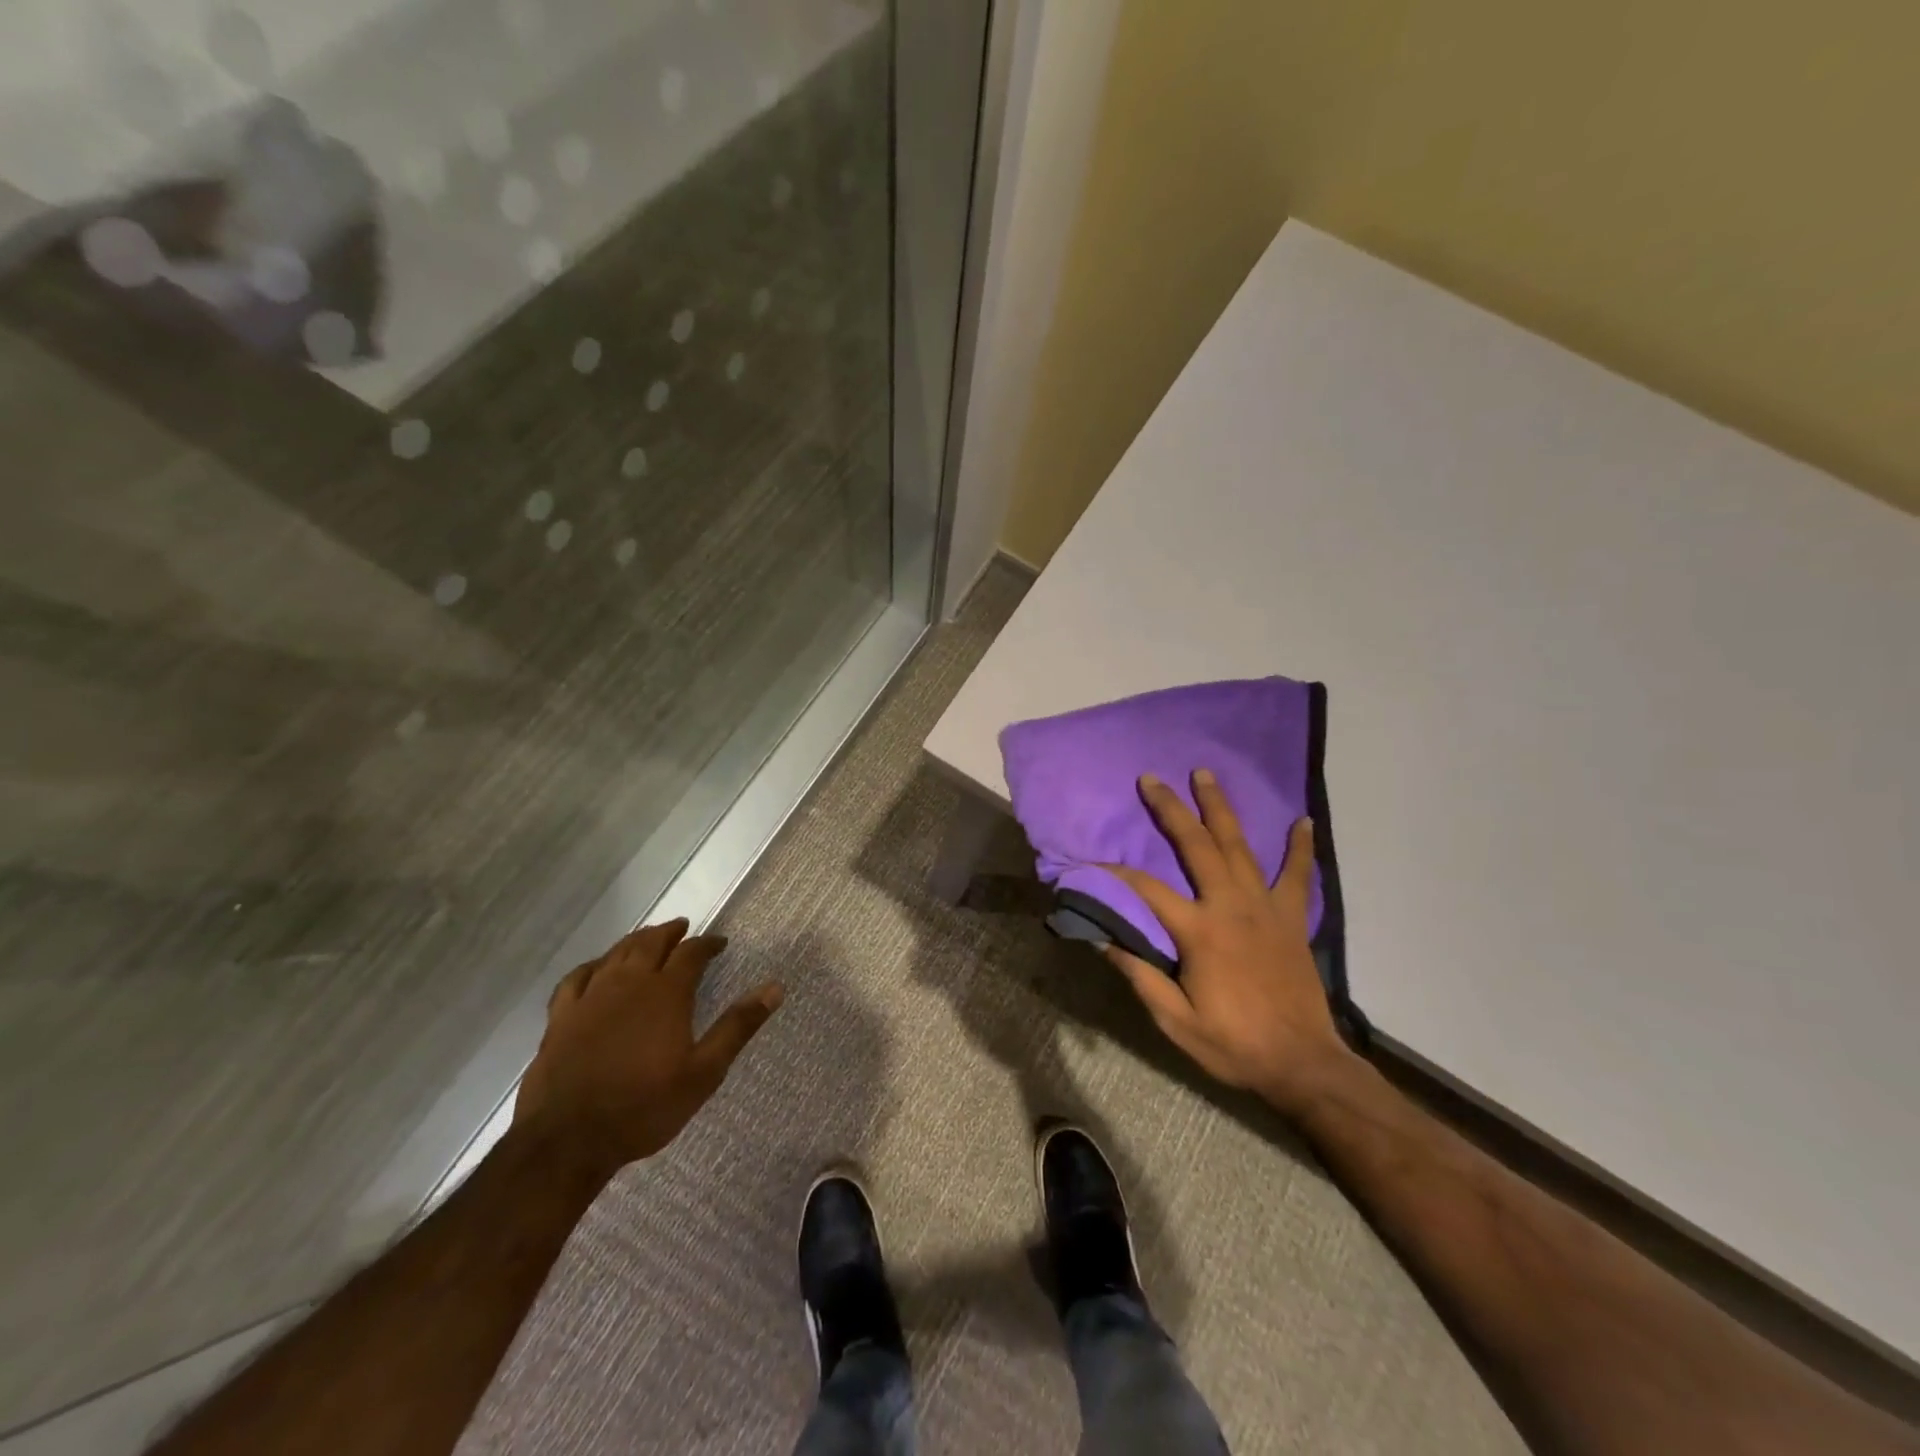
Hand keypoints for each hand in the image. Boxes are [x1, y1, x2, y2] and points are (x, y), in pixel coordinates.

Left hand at [513, 919, 782, 1175]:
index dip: (707, 943)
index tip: (720, 943)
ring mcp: (591, 997)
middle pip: (650, 943)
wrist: (568, 1141)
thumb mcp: (704, 1072)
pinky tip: (597, 968)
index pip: (691, 953)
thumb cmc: (644, 1107)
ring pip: (615, 954)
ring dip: (636, 941)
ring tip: (648, 939)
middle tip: (683, 928)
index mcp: (666, 993)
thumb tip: (775, 988)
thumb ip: (738, 1026)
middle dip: (670, 933)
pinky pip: (577, 977)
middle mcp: (629, 983)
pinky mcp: (561, 1017)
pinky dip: (592, 965)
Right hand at [1103, 771, 1354, 1112]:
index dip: (1114, 873)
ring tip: (1206, 775)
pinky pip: (1296, 875)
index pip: (1146, 890)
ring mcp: (1266, 908)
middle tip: (1151, 779)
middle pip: (1197, 846)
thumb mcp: (1175, 1019)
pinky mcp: (1292, 918)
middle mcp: (1231, 907)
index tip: (1089, 862)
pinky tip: (1302, 821)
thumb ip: (1139, 975)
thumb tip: (1101, 937)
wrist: (1303, 1065)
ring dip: (1220, 809)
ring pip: (1240, 846)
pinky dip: (1299, 848)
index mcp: (1199, 932)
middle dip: (1171, 809)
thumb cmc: (1233, 1045)